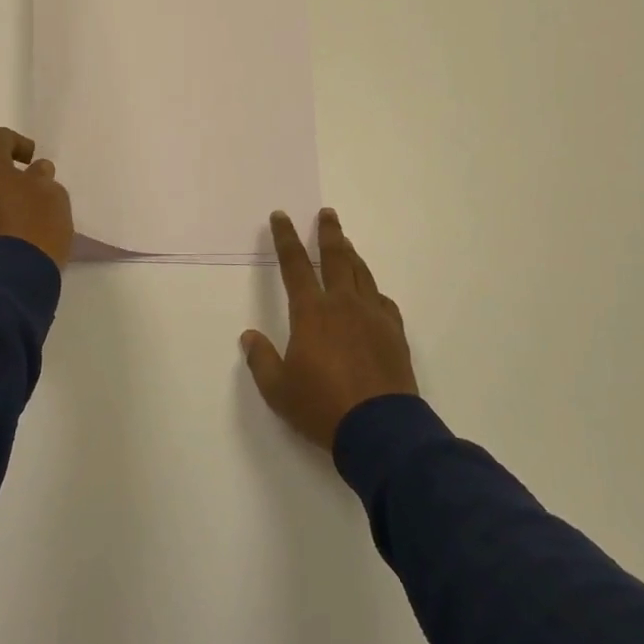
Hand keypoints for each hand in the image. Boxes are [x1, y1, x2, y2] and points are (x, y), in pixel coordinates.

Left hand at [0, 127, 73, 271]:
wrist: (9, 281)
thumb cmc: (35, 227)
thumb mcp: (53, 195)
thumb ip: (42, 177)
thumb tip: (34, 173)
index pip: (0, 138)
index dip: (20, 144)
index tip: (35, 161)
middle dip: (1, 170)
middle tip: (25, 184)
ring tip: (15, 212)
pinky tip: (4, 234)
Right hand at [242, 208, 418, 452]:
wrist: (381, 429)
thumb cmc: (322, 406)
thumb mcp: (278, 389)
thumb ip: (261, 360)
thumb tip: (249, 337)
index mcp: (311, 312)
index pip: (294, 265)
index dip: (285, 238)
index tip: (280, 217)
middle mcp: (343, 305)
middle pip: (335, 258)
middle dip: (328, 233)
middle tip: (327, 214)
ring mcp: (373, 317)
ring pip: (361, 274)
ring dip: (351, 255)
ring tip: (346, 244)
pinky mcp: (394, 334)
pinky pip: (382, 302)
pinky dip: (372, 291)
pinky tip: (371, 295)